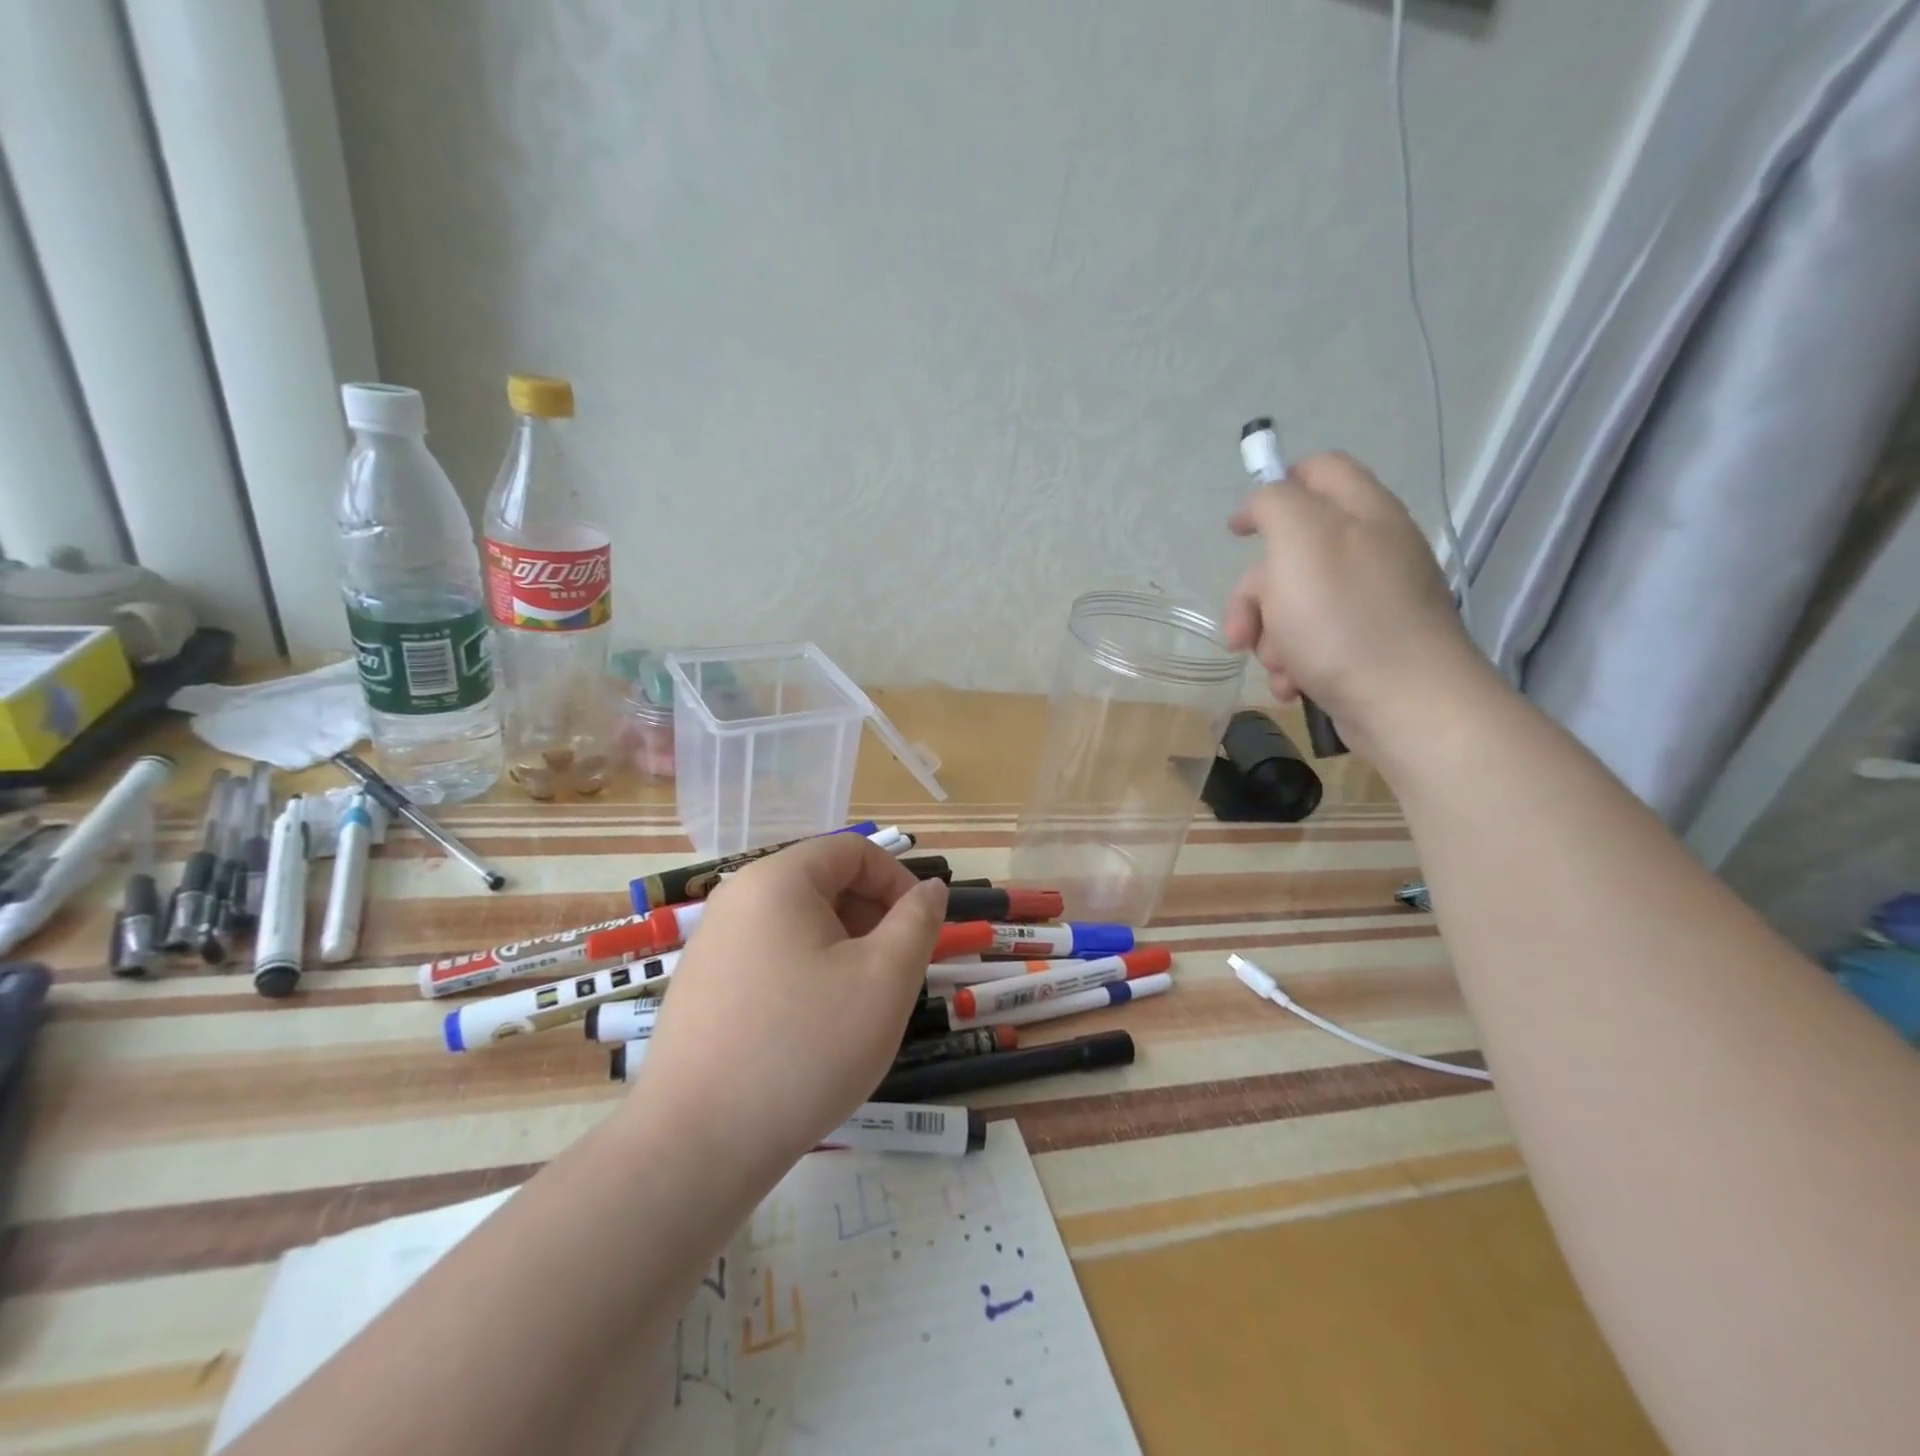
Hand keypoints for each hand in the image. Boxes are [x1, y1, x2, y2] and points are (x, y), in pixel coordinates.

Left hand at [627, 834, 946, 1186]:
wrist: (696, 1147)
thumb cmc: (806, 1047)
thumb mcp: (885, 978)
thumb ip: (918, 921)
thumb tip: (930, 889)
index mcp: (778, 879)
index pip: (853, 850)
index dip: (898, 881)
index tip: (920, 931)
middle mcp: (737, 898)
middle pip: (823, 883)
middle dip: (871, 918)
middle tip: (894, 974)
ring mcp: (712, 944)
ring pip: (798, 924)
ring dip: (842, 950)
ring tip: (858, 1006)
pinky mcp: (701, 987)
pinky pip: (769, 957)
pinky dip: (805, 974)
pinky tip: (813, 1030)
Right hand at [1224, 451, 1480, 753]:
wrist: (1408, 705)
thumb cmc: (1345, 619)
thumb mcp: (1299, 542)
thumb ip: (1276, 504)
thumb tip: (1263, 503)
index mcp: (1362, 513)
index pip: (1318, 470)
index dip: (1272, 490)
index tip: (1238, 531)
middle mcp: (1371, 549)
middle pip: (1292, 552)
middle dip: (1255, 593)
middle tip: (1241, 630)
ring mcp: (1372, 600)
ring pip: (1295, 603)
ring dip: (1271, 637)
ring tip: (1277, 667)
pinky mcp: (1369, 645)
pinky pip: (1315, 642)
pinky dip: (1294, 663)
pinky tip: (1292, 685)